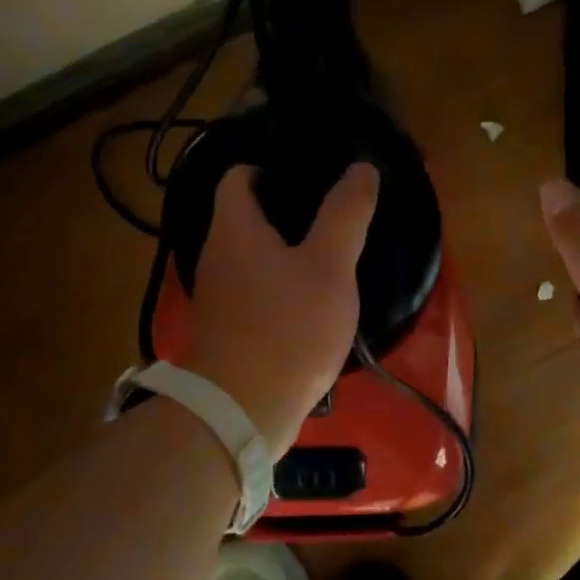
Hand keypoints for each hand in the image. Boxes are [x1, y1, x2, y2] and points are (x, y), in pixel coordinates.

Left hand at [185, 162, 378, 455]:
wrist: (242, 412)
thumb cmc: (288, 328)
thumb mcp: (329, 266)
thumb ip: (345, 214)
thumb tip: (361, 168)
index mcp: (234, 228)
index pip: (240, 175)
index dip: (273, 167)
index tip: (314, 175)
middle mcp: (218, 255)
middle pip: (248, 216)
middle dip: (289, 210)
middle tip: (336, 212)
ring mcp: (220, 296)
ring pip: (255, 256)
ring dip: (289, 251)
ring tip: (333, 252)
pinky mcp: (230, 329)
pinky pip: (258, 291)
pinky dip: (283, 285)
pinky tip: (315, 300)